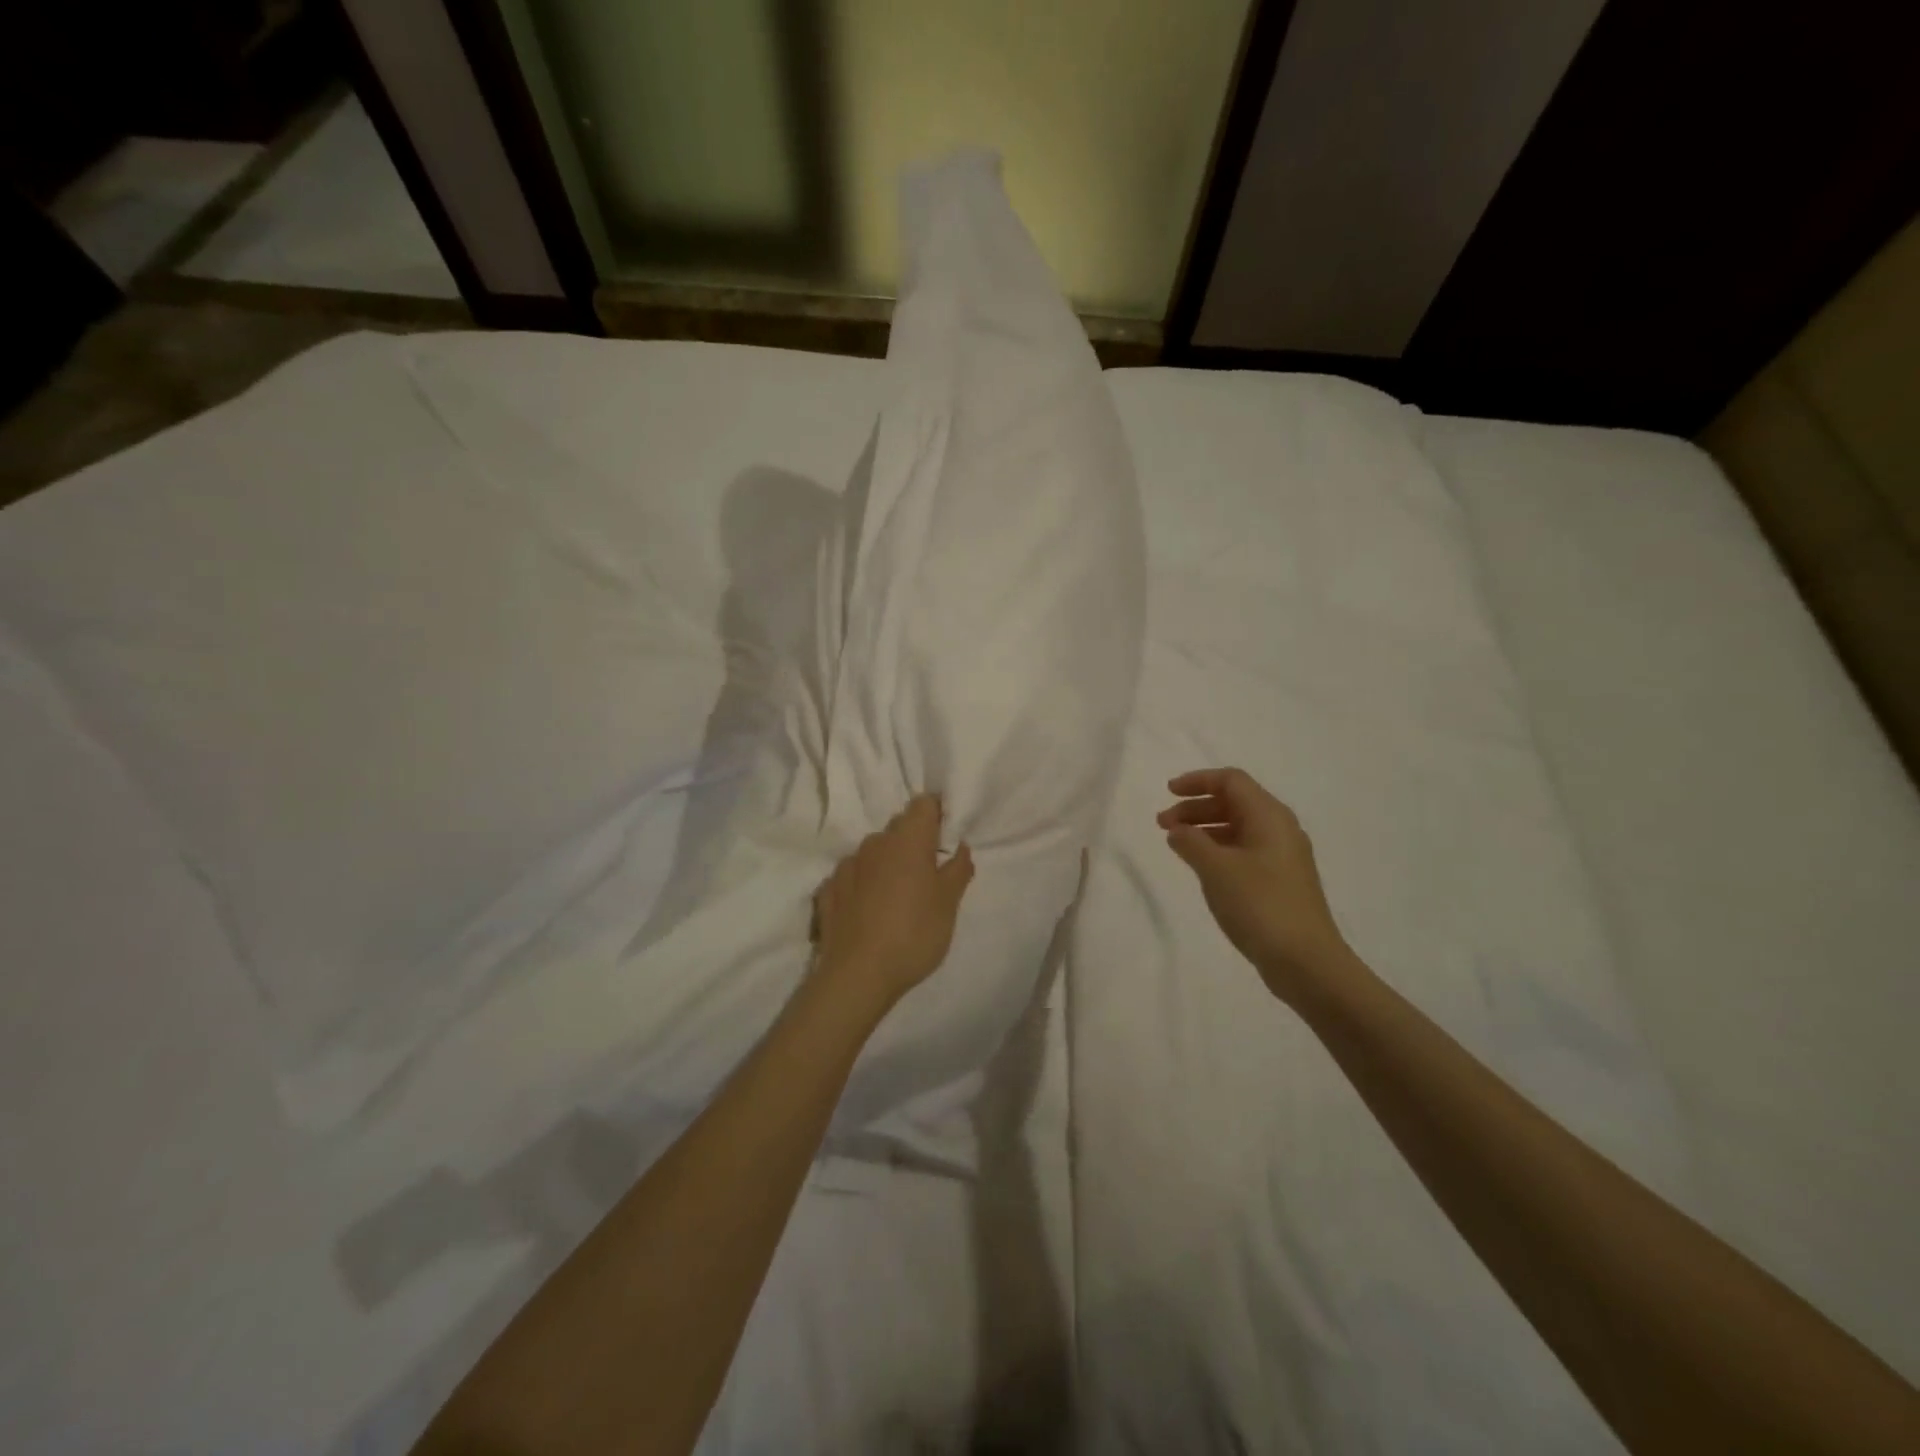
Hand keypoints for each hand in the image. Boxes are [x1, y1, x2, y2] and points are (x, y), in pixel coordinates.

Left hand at [813, 795, 974, 1012]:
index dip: (937, 814)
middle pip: (899, 829)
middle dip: (915, 844)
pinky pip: (852, 877)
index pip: (924, 804)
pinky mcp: (828, 890)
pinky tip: (869, 912)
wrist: (857, 975)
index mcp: (907, 840)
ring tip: (897, 899)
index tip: (946, 838)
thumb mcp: (949, 904)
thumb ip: (958, 869)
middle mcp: (874, 843)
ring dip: (887, 865)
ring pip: (874, 853)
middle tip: (928, 875)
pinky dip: (863, 886)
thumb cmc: (914, 933)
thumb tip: (960, 847)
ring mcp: (847, 866)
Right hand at [1158, 768, 1354, 1005]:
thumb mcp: (1216, 869)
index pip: (1231, 781)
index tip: (1168, 792)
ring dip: (1204, 829)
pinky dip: (1218, 849)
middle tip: (1162, 823)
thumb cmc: (1260, 905)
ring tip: (1176, 844)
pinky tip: (1201, 866)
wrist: (1306, 961)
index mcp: (1269, 816)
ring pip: (1238, 827)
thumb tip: (1178, 829)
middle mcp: (1279, 829)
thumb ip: (1191, 842)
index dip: (1197, 781)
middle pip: (1234, 802)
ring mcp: (1283, 856)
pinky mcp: (1280, 880)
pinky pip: (1244, 850)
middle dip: (1196, 807)